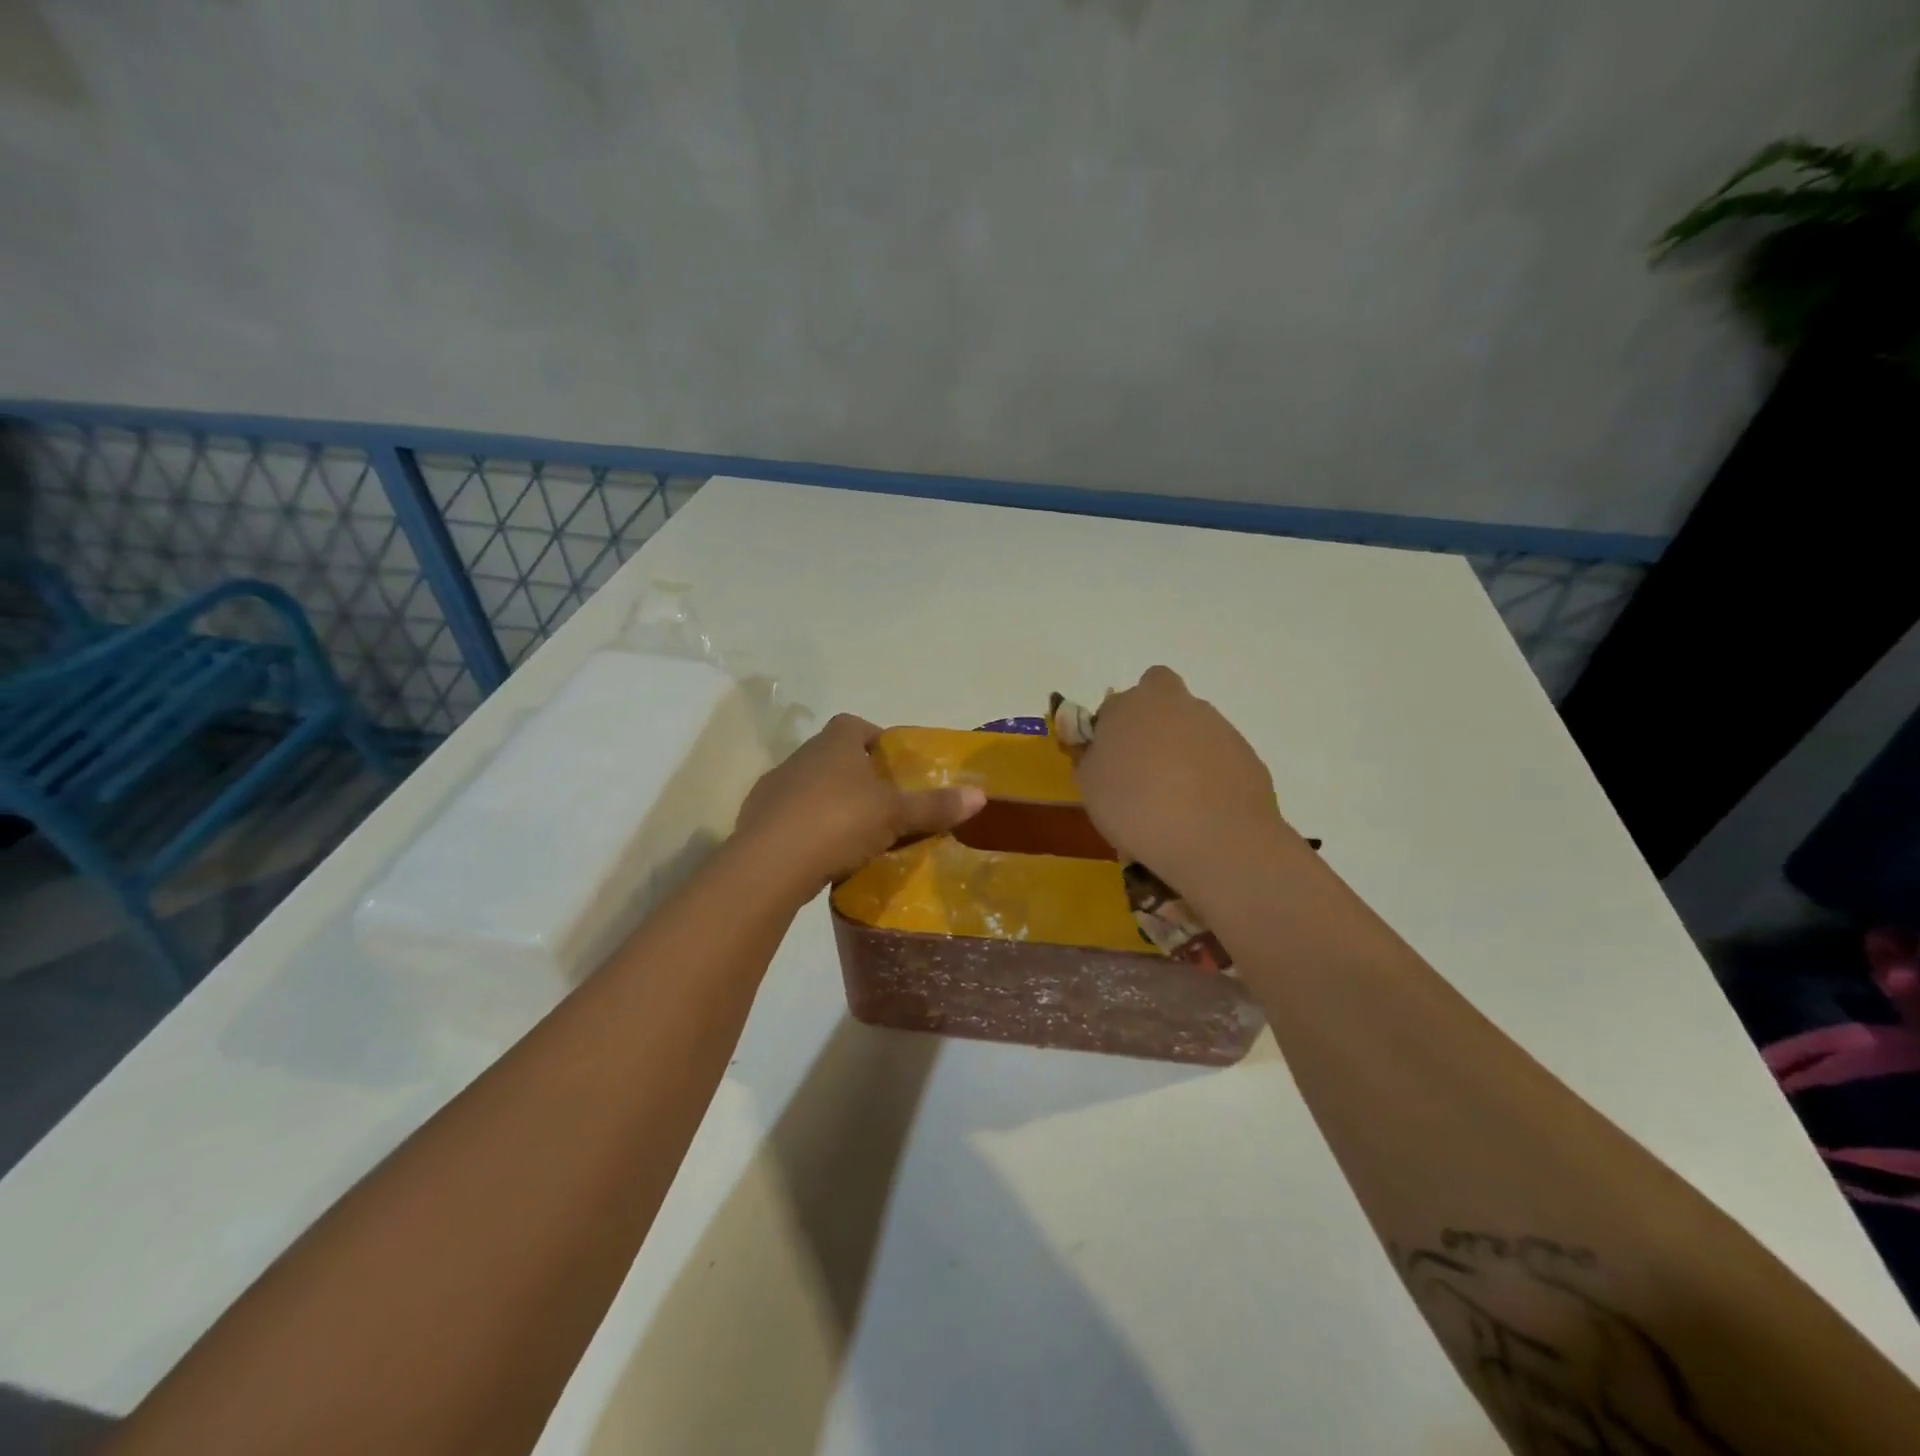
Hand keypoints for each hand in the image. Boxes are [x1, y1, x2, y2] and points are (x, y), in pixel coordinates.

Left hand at [734, 713, 985, 897]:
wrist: (771, 863)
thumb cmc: (839, 822)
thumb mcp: (895, 815)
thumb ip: (935, 806)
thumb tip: (981, 795)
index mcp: (834, 744)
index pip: (854, 725)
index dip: (874, 738)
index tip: (892, 763)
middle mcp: (801, 757)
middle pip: (832, 756)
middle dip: (856, 774)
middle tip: (882, 802)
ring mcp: (774, 787)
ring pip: (809, 786)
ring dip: (830, 801)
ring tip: (855, 832)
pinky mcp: (756, 820)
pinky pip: (790, 816)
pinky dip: (807, 828)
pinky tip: (823, 853)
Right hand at [1073, 666, 1292, 892]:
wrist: (1216, 840)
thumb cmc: (1137, 807)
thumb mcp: (1090, 786)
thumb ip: (1092, 757)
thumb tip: (1101, 750)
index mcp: (1135, 703)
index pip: (1116, 704)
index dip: (1111, 729)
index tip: (1109, 760)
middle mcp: (1180, 704)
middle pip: (1162, 703)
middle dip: (1152, 727)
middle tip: (1142, 770)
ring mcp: (1219, 728)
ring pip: (1193, 730)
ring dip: (1182, 753)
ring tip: (1173, 802)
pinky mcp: (1247, 756)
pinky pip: (1218, 760)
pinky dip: (1209, 777)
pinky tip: (1200, 812)